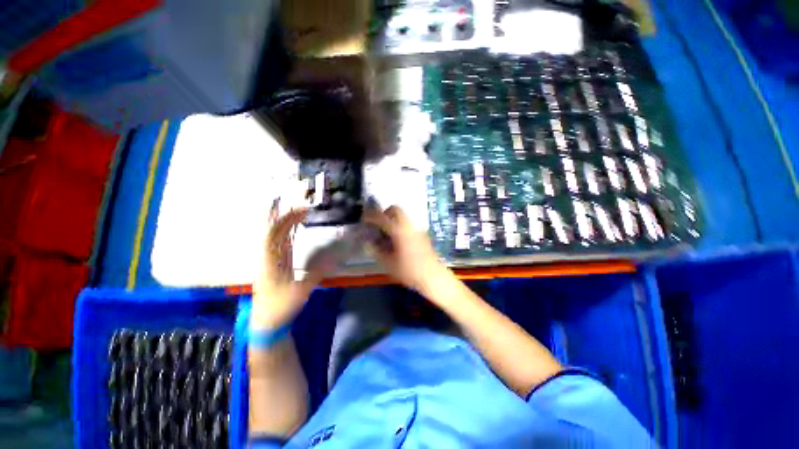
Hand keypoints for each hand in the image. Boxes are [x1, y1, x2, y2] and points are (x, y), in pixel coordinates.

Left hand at [252, 202, 322, 329]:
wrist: (267, 320)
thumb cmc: (281, 306)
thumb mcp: (301, 291)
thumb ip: (317, 273)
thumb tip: (335, 257)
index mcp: (271, 261)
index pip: (273, 233)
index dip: (286, 219)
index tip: (302, 211)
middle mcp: (269, 255)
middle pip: (273, 230)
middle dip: (286, 216)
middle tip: (303, 207)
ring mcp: (272, 258)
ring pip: (276, 234)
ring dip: (287, 222)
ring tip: (301, 212)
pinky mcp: (277, 262)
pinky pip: (281, 242)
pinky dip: (288, 231)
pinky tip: (296, 227)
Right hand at [363, 205, 448, 293]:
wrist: (433, 276)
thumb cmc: (409, 271)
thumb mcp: (389, 263)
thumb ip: (376, 251)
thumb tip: (368, 242)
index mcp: (399, 230)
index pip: (382, 217)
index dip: (371, 216)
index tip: (364, 219)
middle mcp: (408, 225)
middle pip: (395, 209)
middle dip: (384, 213)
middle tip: (377, 225)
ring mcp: (417, 229)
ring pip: (403, 216)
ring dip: (393, 219)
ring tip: (386, 233)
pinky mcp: (422, 234)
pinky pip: (408, 223)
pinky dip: (400, 225)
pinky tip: (397, 240)